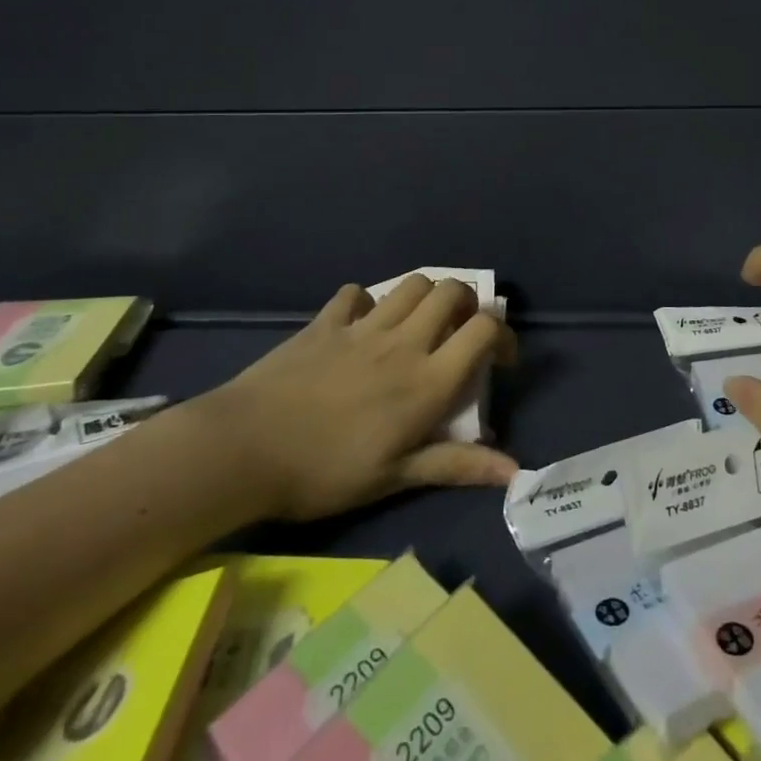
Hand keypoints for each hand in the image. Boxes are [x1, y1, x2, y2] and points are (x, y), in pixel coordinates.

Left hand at [193, 277, 517, 522]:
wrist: (245, 448)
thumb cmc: (325, 472)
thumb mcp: (395, 477)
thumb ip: (456, 464)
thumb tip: (515, 471)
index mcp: (426, 380)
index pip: (483, 330)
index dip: (502, 335)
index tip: (500, 359)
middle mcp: (403, 341)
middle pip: (451, 291)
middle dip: (466, 303)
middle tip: (458, 333)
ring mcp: (363, 326)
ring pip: (411, 283)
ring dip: (424, 296)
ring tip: (417, 324)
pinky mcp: (326, 322)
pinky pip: (356, 293)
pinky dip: (367, 302)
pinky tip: (360, 324)